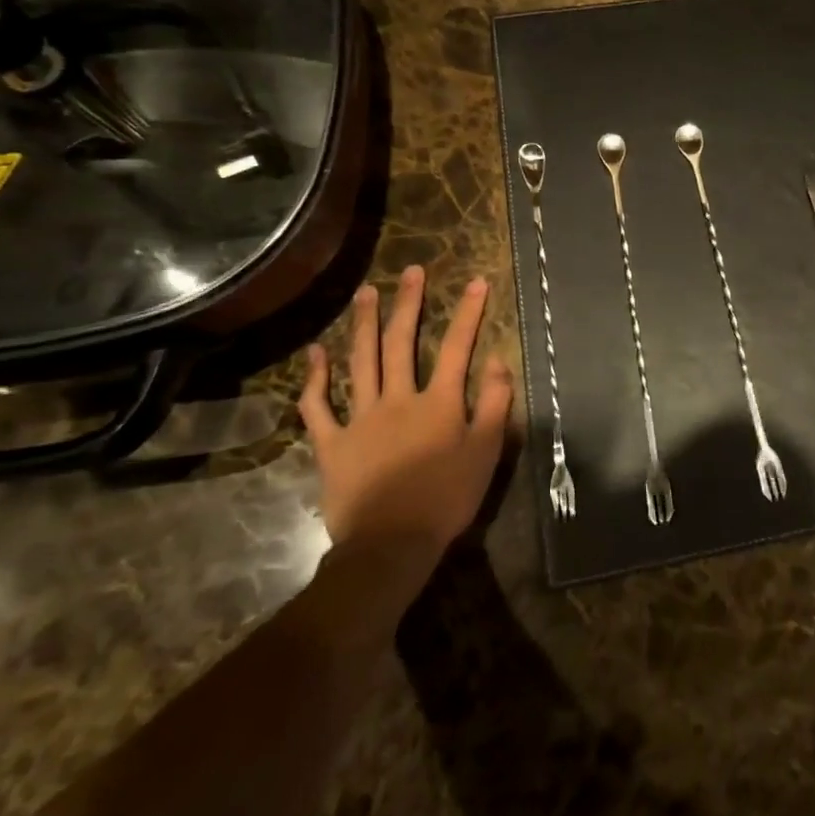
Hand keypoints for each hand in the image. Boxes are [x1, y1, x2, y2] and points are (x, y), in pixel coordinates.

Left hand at [297, 266, 511, 557]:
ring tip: (366, 293)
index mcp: (440, 402)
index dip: (468, 312)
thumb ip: (495, 403)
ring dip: (364, 324)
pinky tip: (317, 353)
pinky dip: (316, 379)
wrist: (391, 544)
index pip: (458, 347)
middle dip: (409, 303)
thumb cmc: (447, 498)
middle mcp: (399, 398)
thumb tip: (498, 360)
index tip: (475, 282)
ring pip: (361, 362)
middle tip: (410, 271)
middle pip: (403, 342)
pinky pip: (318, 406)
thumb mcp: (486, 451)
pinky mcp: (332, 442)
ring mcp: (361, 418)